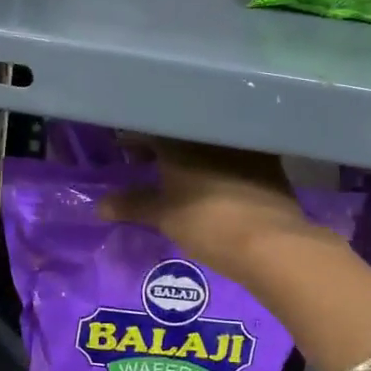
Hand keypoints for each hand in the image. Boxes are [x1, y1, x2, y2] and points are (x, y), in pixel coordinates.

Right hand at [97, 140, 320, 284]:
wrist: (271, 242)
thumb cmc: (208, 223)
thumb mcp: (164, 217)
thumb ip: (132, 205)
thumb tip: (99, 205)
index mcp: (181, 139)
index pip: (150, 128)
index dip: (134, 140)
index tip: (125, 152)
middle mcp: (211, 132)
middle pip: (180, 132)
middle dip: (162, 146)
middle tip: (147, 163)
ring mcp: (243, 144)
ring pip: (209, 141)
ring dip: (193, 153)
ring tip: (180, 174)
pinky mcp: (268, 160)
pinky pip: (235, 153)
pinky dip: (220, 162)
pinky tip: (215, 179)